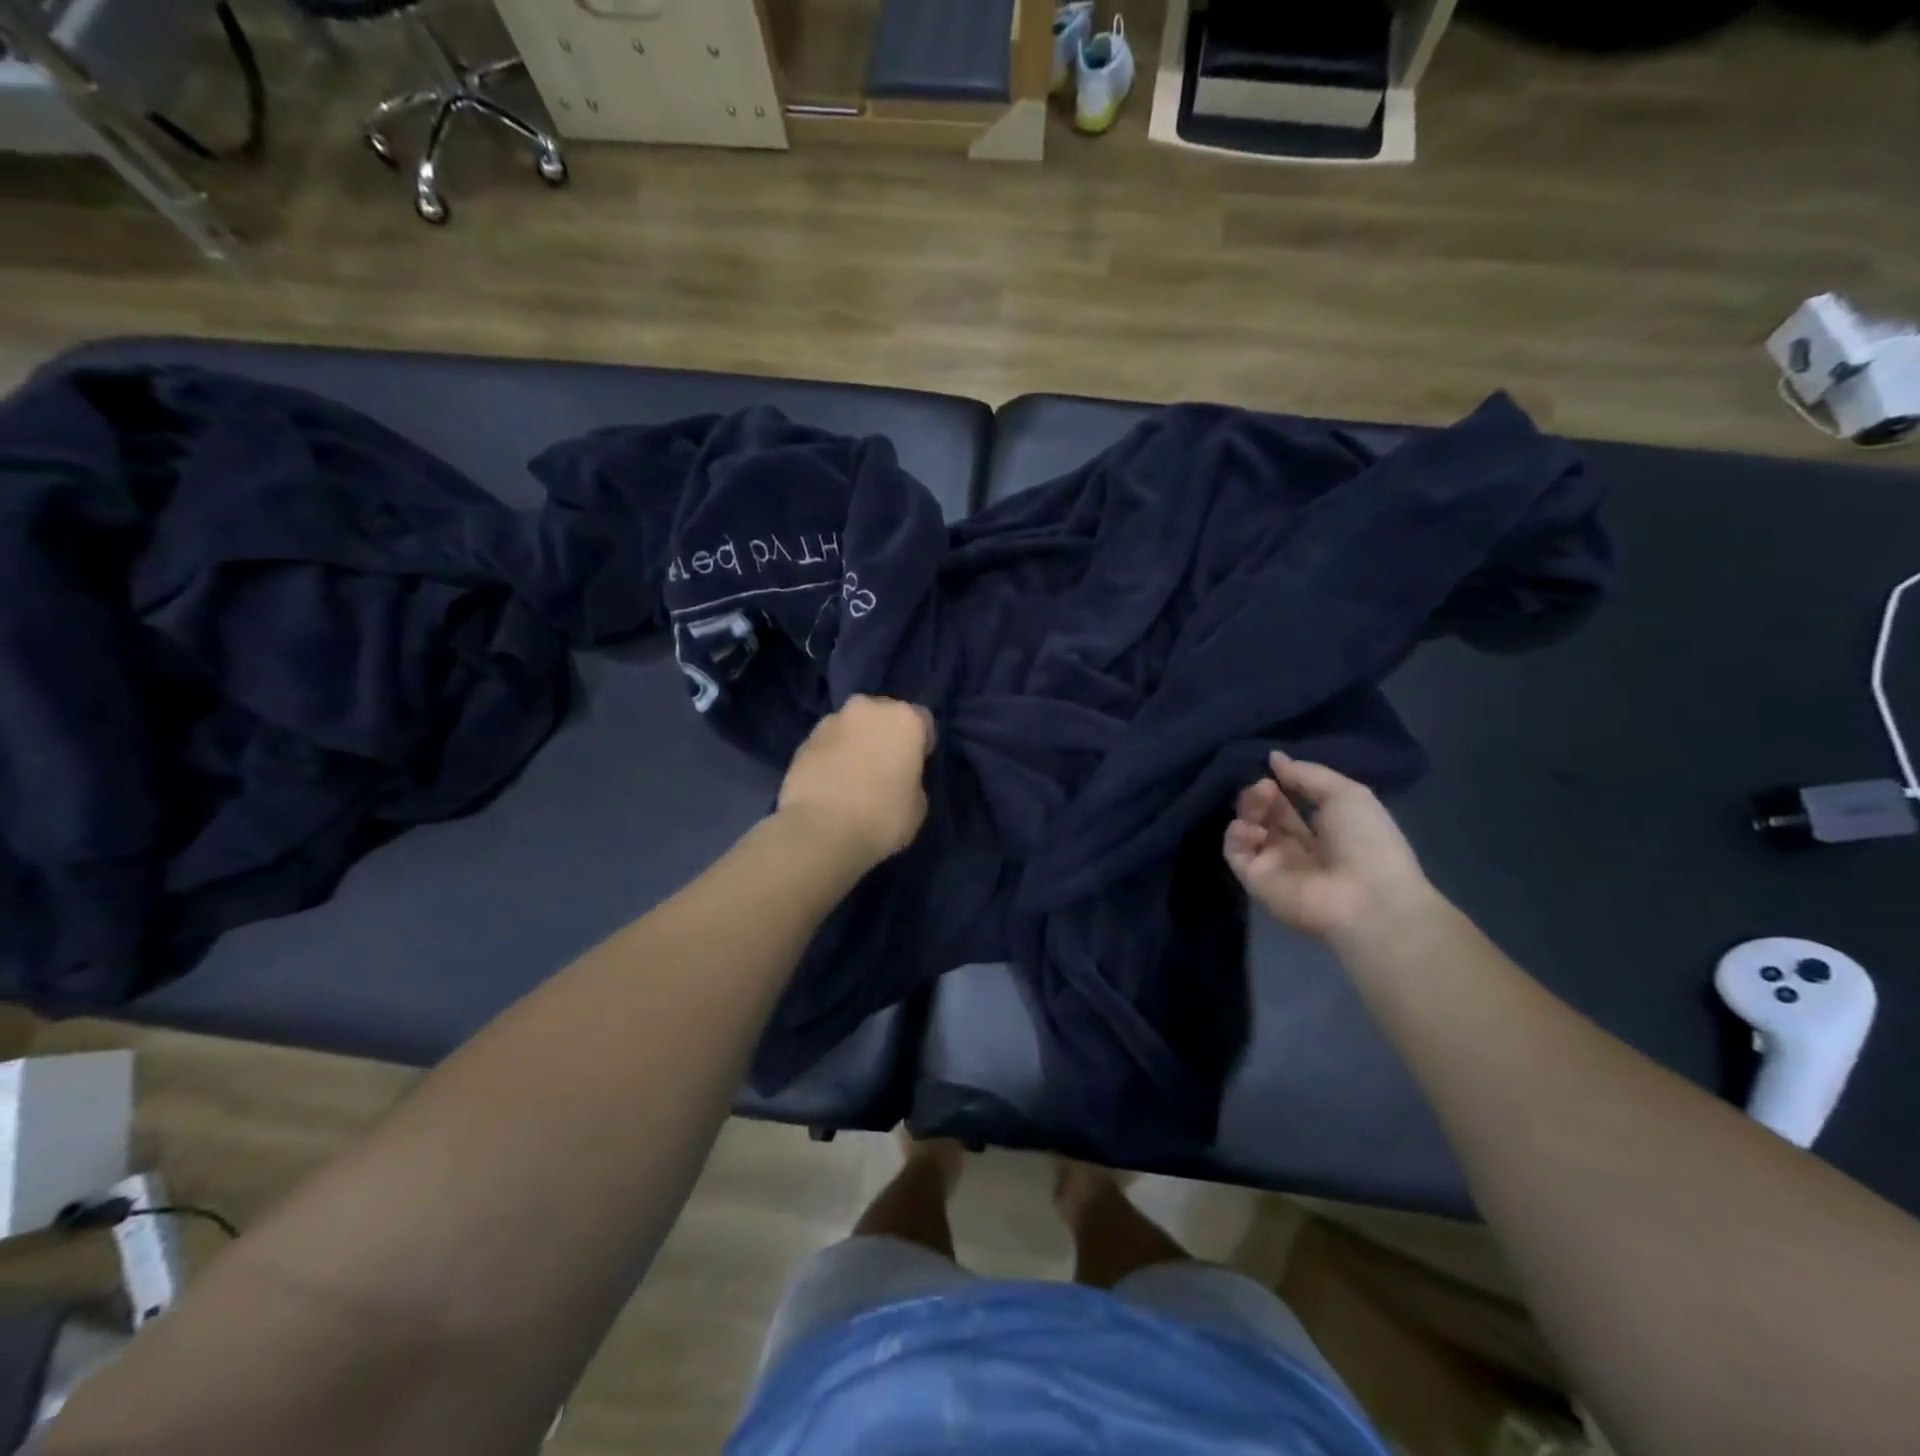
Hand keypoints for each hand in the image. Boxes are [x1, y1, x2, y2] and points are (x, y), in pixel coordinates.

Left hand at [777, 695, 935, 865]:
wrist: (820, 831)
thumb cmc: (882, 816)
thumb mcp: (919, 805)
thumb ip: (912, 780)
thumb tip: (898, 779)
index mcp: (903, 719)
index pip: (922, 720)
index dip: (921, 743)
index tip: (916, 766)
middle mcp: (866, 709)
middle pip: (882, 716)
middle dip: (884, 736)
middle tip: (884, 768)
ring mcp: (830, 722)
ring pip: (851, 727)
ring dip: (855, 744)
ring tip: (852, 778)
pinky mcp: (803, 742)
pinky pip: (827, 745)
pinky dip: (831, 758)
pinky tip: (830, 786)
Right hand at [1223, 751, 1437, 946]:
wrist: (1369, 900)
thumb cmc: (1368, 843)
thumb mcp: (1346, 794)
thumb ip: (1307, 774)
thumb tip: (1273, 757)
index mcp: (1323, 830)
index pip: (1287, 804)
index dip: (1279, 784)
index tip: (1272, 768)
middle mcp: (1295, 848)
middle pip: (1264, 814)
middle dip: (1260, 794)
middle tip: (1265, 785)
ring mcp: (1273, 864)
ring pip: (1246, 828)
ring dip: (1249, 808)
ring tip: (1262, 798)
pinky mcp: (1255, 880)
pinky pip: (1235, 852)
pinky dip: (1237, 834)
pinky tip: (1253, 827)